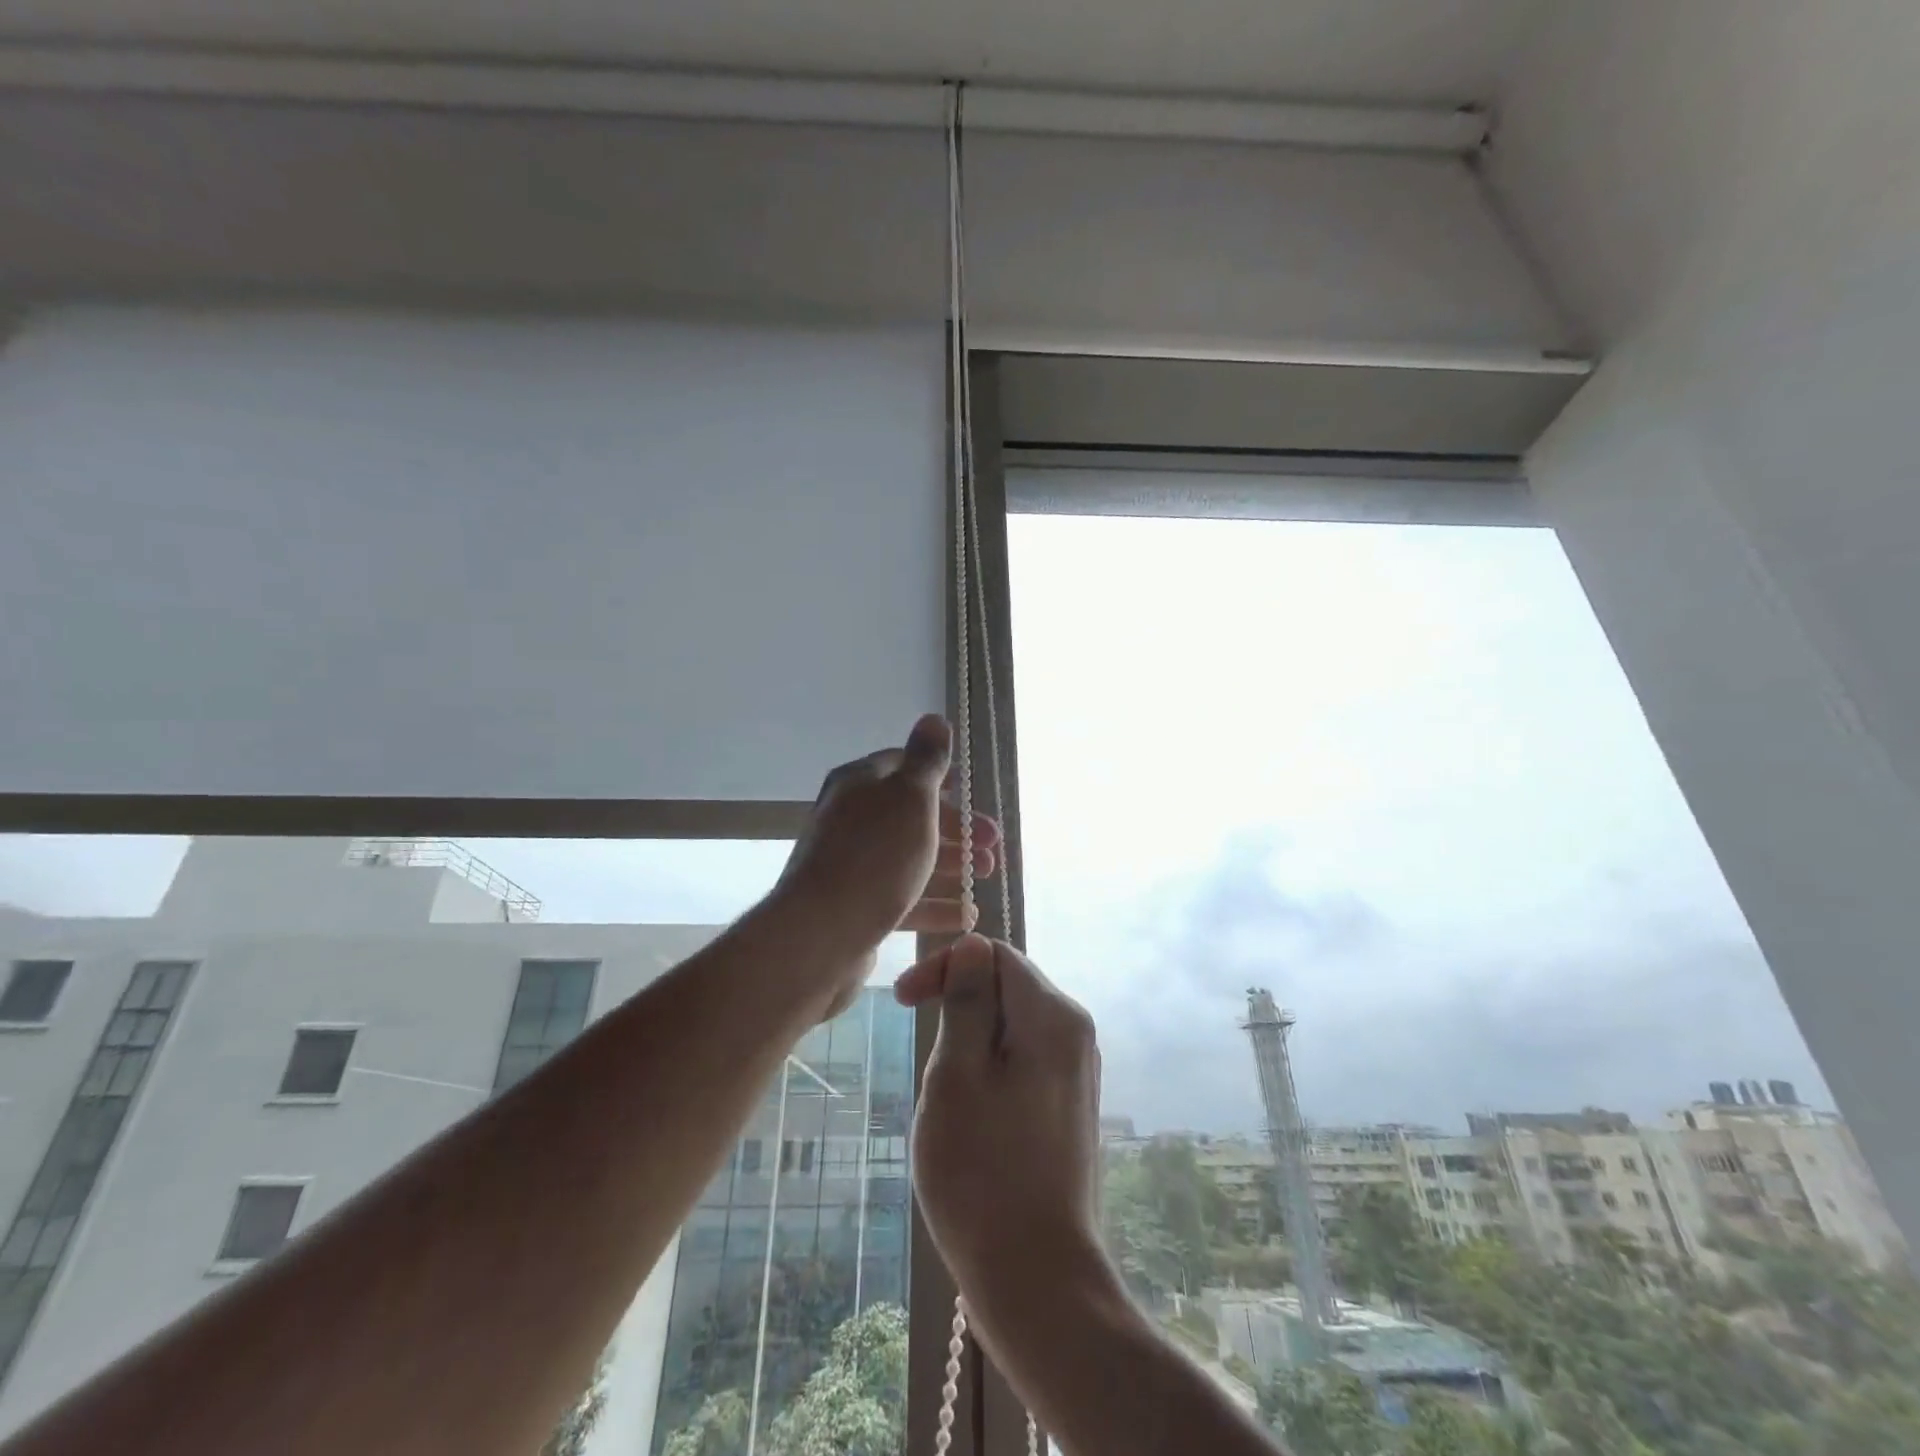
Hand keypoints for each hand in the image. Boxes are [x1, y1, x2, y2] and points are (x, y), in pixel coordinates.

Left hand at [773, 716, 1000, 1011]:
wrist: (819, 936)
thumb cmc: (874, 857)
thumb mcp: (910, 798)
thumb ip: (926, 760)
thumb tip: (934, 718)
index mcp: (860, 784)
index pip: (904, 767)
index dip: (943, 779)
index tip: (973, 797)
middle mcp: (851, 819)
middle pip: (912, 816)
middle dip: (956, 829)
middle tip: (992, 847)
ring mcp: (851, 864)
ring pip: (909, 857)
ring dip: (951, 866)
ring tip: (984, 878)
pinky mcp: (855, 906)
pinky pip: (901, 897)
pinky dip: (934, 904)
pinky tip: (965, 915)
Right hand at [896, 935, 1108, 1321]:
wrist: (1039, 1282)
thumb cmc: (983, 1173)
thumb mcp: (957, 1075)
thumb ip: (968, 1001)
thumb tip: (973, 946)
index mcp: (1054, 1016)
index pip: (995, 954)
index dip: (945, 967)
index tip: (901, 1001)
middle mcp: (1076, 1033)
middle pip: (1008, 987)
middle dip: (958, 1006)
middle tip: (922, 1056)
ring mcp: (1078, 1072)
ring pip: (1012, 1027)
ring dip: (970, 1043)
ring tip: (944, 1095)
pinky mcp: (1070, 1107)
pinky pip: (1024, 1061)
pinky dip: (990, 1070)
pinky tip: (971, 1117)